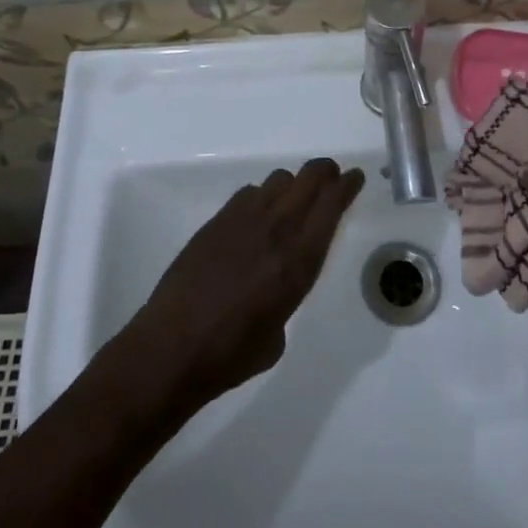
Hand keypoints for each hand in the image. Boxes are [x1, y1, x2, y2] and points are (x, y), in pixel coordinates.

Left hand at [126, 158, 364, 410]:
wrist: (172, 347)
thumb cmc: (231, 354)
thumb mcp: (278, 333)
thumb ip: (287, 294)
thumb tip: (276, 283)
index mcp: (299, 260)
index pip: (331, 205)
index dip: (347, 186)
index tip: (355, 177)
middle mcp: (276, 229)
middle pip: (308, 179)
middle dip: (325, 172)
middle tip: (332, 176)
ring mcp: (243, 219)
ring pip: (278, 180)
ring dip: (293, 185)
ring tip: (293, 200)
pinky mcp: (216, 221)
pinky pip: (249, 194)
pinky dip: (262, 198)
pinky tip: (257, 217)